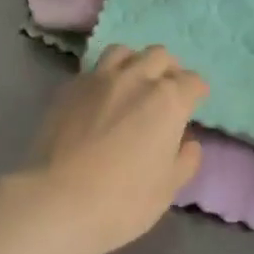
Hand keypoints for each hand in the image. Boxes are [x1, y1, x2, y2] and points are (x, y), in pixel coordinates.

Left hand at [28, 45, 206, 253]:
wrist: (57, 200)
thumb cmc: (123, 201)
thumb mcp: (167, 189)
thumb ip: (185, 160)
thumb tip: (188, 143)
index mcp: (167, 101)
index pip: (192, 81)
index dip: (196, 92)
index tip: (194, 103)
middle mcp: (135, 78)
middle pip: (159, 55)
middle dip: (169, 69)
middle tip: (167, 90)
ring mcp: (99, 78)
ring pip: (124, 52)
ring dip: (135, 62)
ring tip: (133, 83)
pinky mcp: (70, 87)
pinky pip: (94, 68)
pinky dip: (105, 76)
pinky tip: (101, 97)